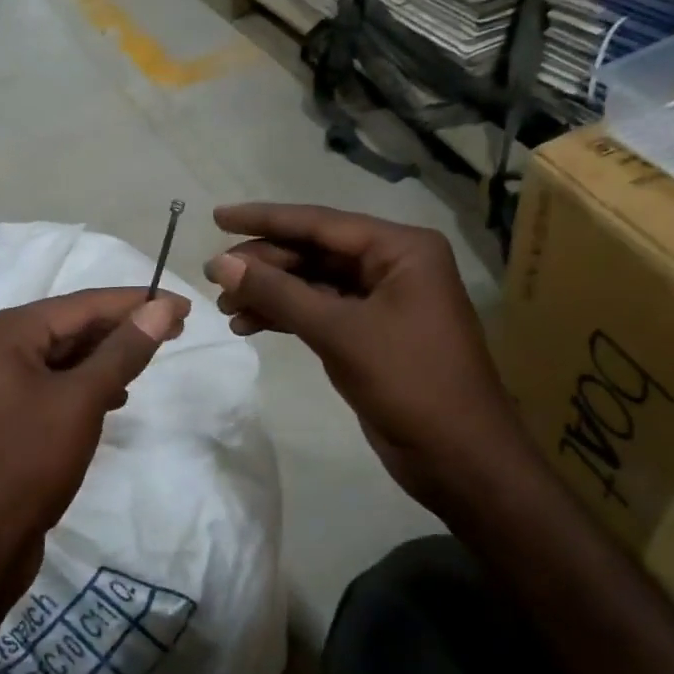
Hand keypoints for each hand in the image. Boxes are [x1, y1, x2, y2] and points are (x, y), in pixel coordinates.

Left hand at [0, 287, 188, 611]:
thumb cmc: (28, 463)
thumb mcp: (82, 401)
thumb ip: (123, 351)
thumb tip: (161, 308)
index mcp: (3, 332)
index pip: (80, 305)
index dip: (135, 302)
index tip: (182, 305)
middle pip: (68, 327)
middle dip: (121, 330)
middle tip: (175, 331)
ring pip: (61, 357)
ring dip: (104, 358)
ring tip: (149, 360)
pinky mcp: (1, 415)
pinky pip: (50, 385)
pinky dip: (83, 385)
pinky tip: (114, 397)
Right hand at [203, 203, 534, 516]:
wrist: (458, 457)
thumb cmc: (409, 382)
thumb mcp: (339, 332)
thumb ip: (278, 293)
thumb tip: (219, 263)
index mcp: (400, 249)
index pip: (320, 223)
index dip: (264, 219)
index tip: (217, 216)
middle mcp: (393, 266)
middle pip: (314, 252)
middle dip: (264, 265)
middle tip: (215, 279)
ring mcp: (382, 301)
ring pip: (313, 284)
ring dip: (270, 293)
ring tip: (226, 308)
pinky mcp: (370, 334)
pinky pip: (320, 312)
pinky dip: (286, 316)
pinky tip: (249, 326)